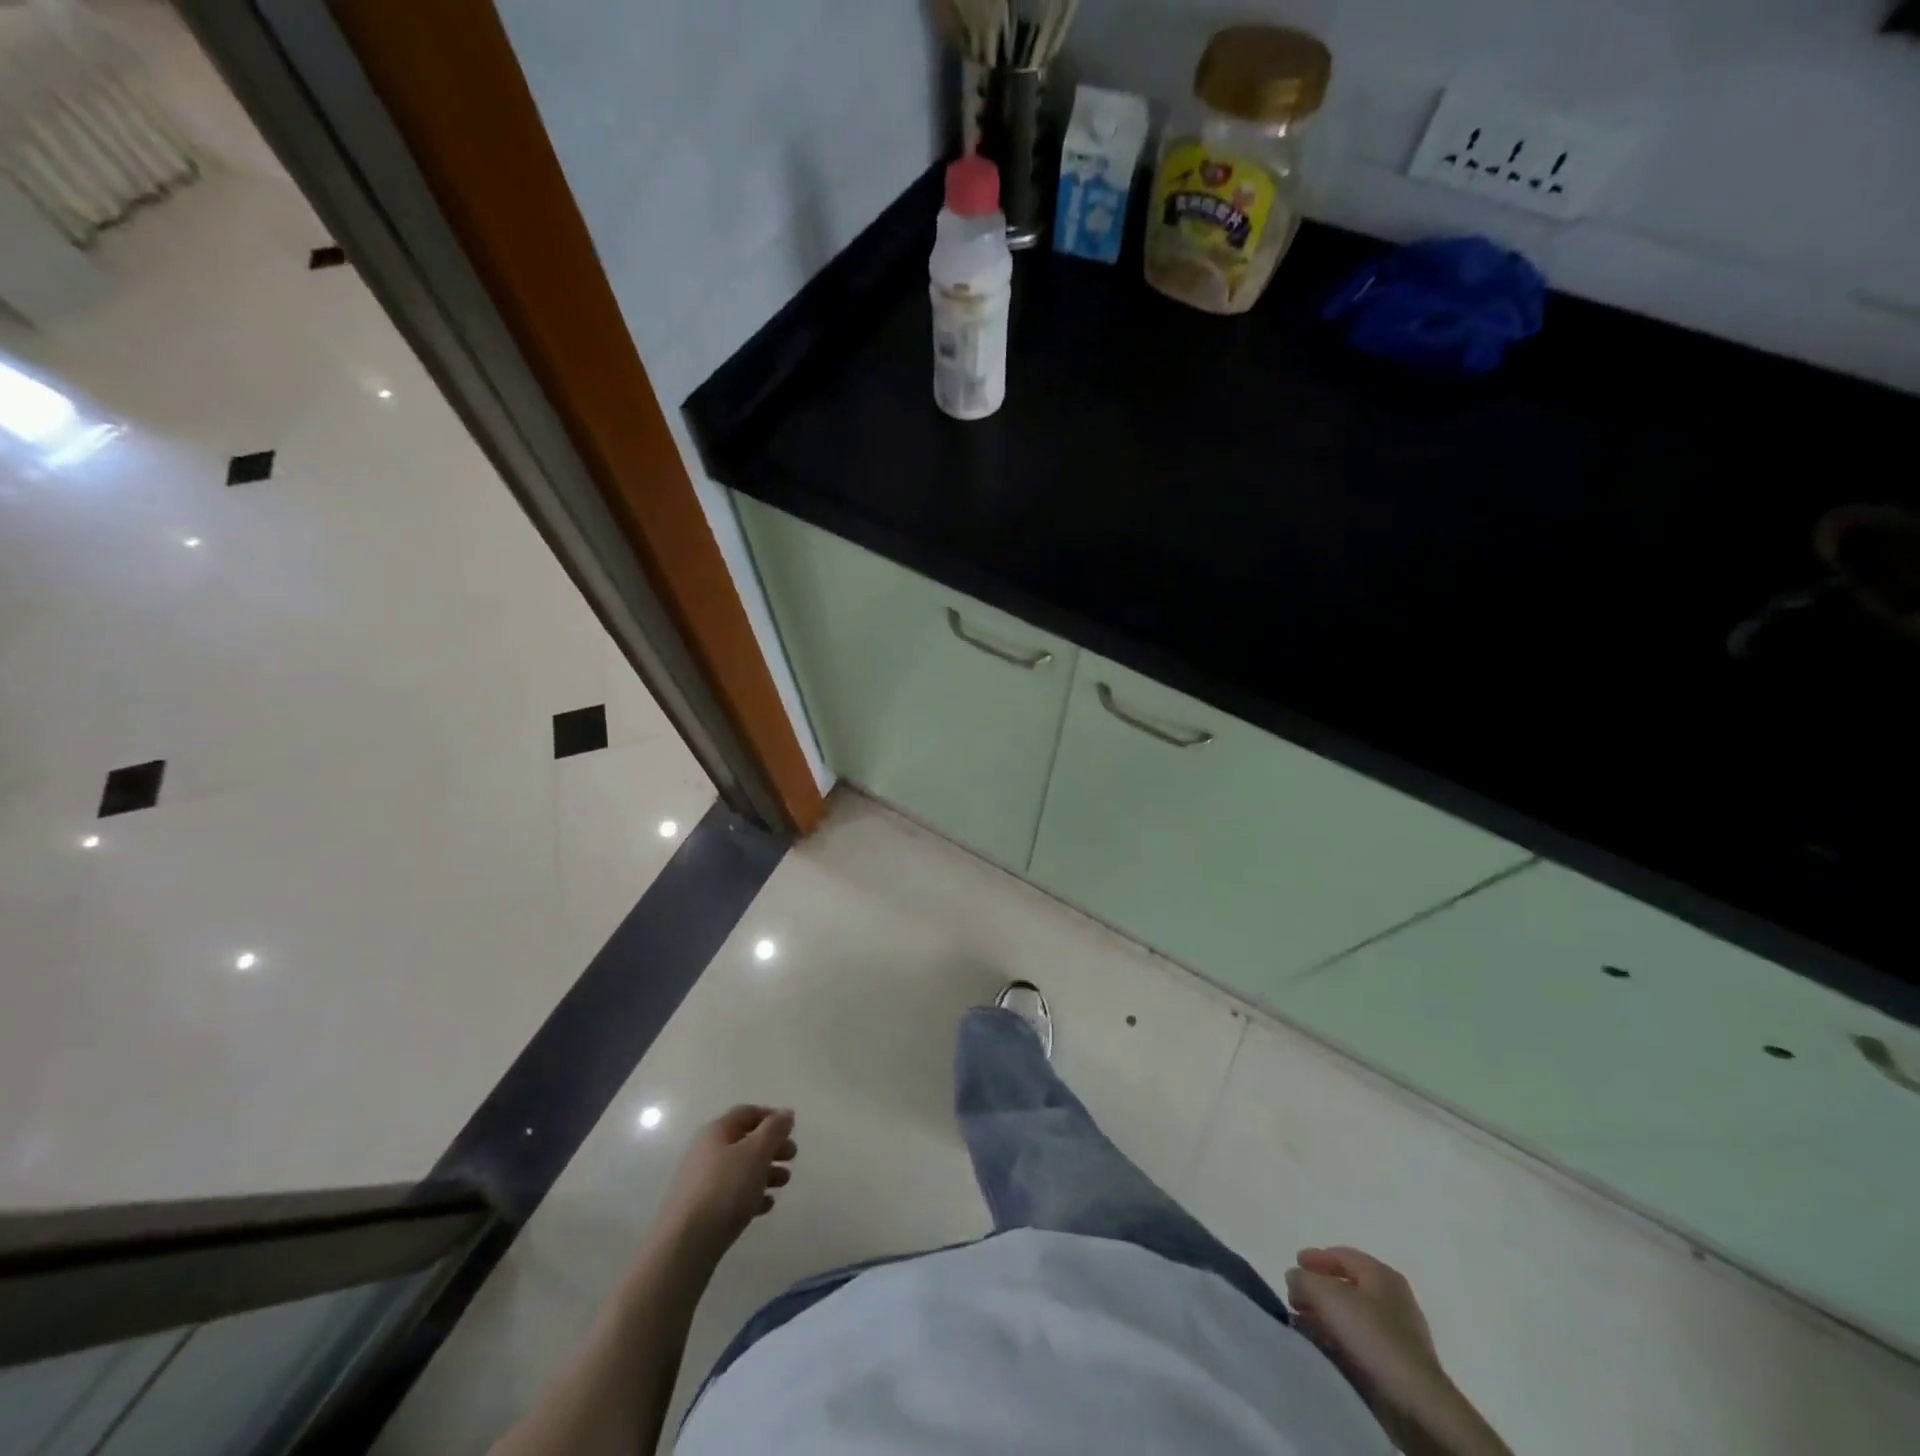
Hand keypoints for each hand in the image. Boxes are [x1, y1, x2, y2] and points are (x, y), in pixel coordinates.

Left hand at [659, 1105, 795, 1251]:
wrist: (685, 1244)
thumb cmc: (725, 1189)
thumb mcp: (756, 1152)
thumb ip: (774, 1129)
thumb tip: (786, 1113)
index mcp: (717, 1132)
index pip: (747, 1113)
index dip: (771, 1117)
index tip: (791, 1129)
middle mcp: (706, 1152)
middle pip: (745, 1141)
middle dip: (771, 1147)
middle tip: (792, 1157)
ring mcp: (702, 1182)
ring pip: (740, 1169)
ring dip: (765, 1171)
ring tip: (784, 1182)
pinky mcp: (701, 1211)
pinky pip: (731, 1195)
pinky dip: (751, 1195)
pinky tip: (766, 1206)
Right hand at [1286, 1247, 1458, 1450]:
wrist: (1417, 1403)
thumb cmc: (1372, 1336)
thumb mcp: (1326, 1296)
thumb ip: (1303, 1280)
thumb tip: (1295, 1278)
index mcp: (1381, 1274)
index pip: (1342, 1255)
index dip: (1315, 1257)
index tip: (1294, 1264)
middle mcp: (1393, 1299)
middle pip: (1347, 1286)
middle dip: (1318, 1290)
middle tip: (1295, 1298)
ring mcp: (1400, 1334)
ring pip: (1353, 1316)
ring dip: (1326, 1317)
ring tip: (1303, 1325)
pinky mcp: (1399, 1365)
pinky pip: (1361, 1342)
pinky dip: (1339, 1340)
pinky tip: (1323, 1348)